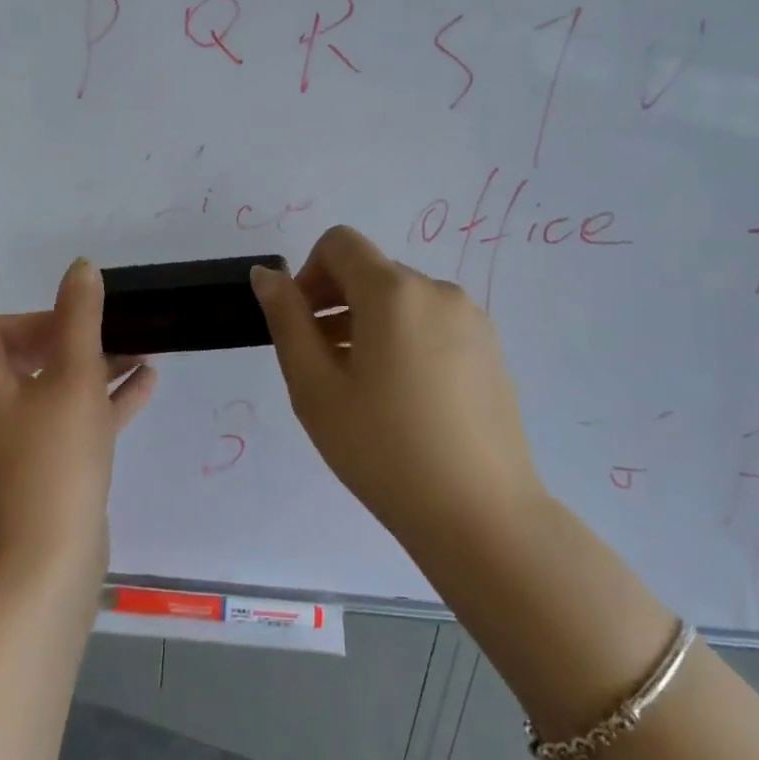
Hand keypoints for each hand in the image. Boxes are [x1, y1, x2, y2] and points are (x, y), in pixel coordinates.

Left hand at [0, 258, 156, 584]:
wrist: (50, 564)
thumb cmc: (55, 460)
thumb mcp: (74, 378)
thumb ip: (79, 320)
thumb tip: (81, 267)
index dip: (33, 318)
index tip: (75, 322)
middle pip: (30, 358)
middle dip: (75, 339)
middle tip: (116, 330)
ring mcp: (24, 445)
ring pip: (60, 390)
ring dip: (98, 367)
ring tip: (143, 349)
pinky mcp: (51, 470)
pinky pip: (78, 422)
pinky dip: (107, 401)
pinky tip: (148, 384)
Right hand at [251, 225, 543, 552]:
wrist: (481, 516)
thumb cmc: (383, 450)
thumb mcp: (315, 387)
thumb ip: (287, 319)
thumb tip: (267, 275)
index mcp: (394, 291)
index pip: (340, 243)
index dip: (309, 274)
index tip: (303, 326)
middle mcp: (438, 290)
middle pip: (372, 272)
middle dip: (337, 303)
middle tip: (324, 366)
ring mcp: (472, 320)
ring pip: (403, 300)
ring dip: (371, 324)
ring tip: (363, 388)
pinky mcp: (491, 350)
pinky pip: (434, 324)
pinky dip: (406, 340)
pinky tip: (405, 399)